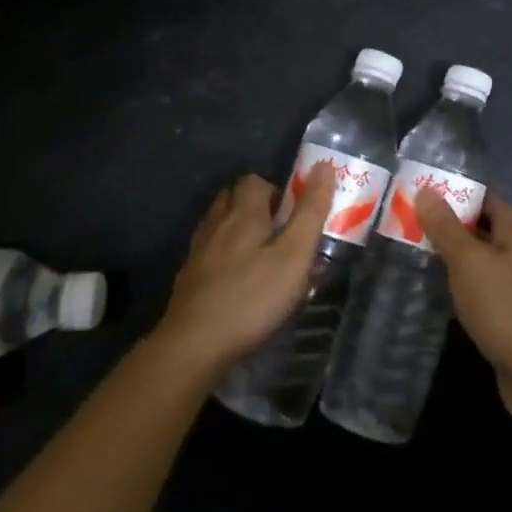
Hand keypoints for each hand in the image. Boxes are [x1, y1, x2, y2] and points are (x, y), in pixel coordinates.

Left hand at [158, 166, 336, 373]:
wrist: (193, 346)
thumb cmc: (252, 297)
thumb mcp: (294, 255)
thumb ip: (310, 211)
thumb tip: (323, 165)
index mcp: (244, 214)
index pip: (255, 180)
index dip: (275, 189)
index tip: (292, 213)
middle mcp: (216, 224)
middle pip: (232, 198)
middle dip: (254, 207)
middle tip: (278, 232)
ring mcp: (197, 252)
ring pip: (217, 224)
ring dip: (235, 229)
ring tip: (258, 254)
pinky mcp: (187, 280)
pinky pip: (207, 252)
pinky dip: (221, 255)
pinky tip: (233, 279)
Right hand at [417, 191, 511, 419]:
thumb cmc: (503, 304)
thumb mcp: (468, 260)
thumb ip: (446, 228)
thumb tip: (426, 191)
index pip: (491, 200)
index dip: (464, 192)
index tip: (431, 190)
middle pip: (485, 229)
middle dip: (454, 224)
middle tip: (416, 221)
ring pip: (482, 261)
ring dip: (456, 257)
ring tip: (419, 252)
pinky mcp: (510, 316)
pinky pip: (482, 289)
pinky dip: (462, 285)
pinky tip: (440, 291)